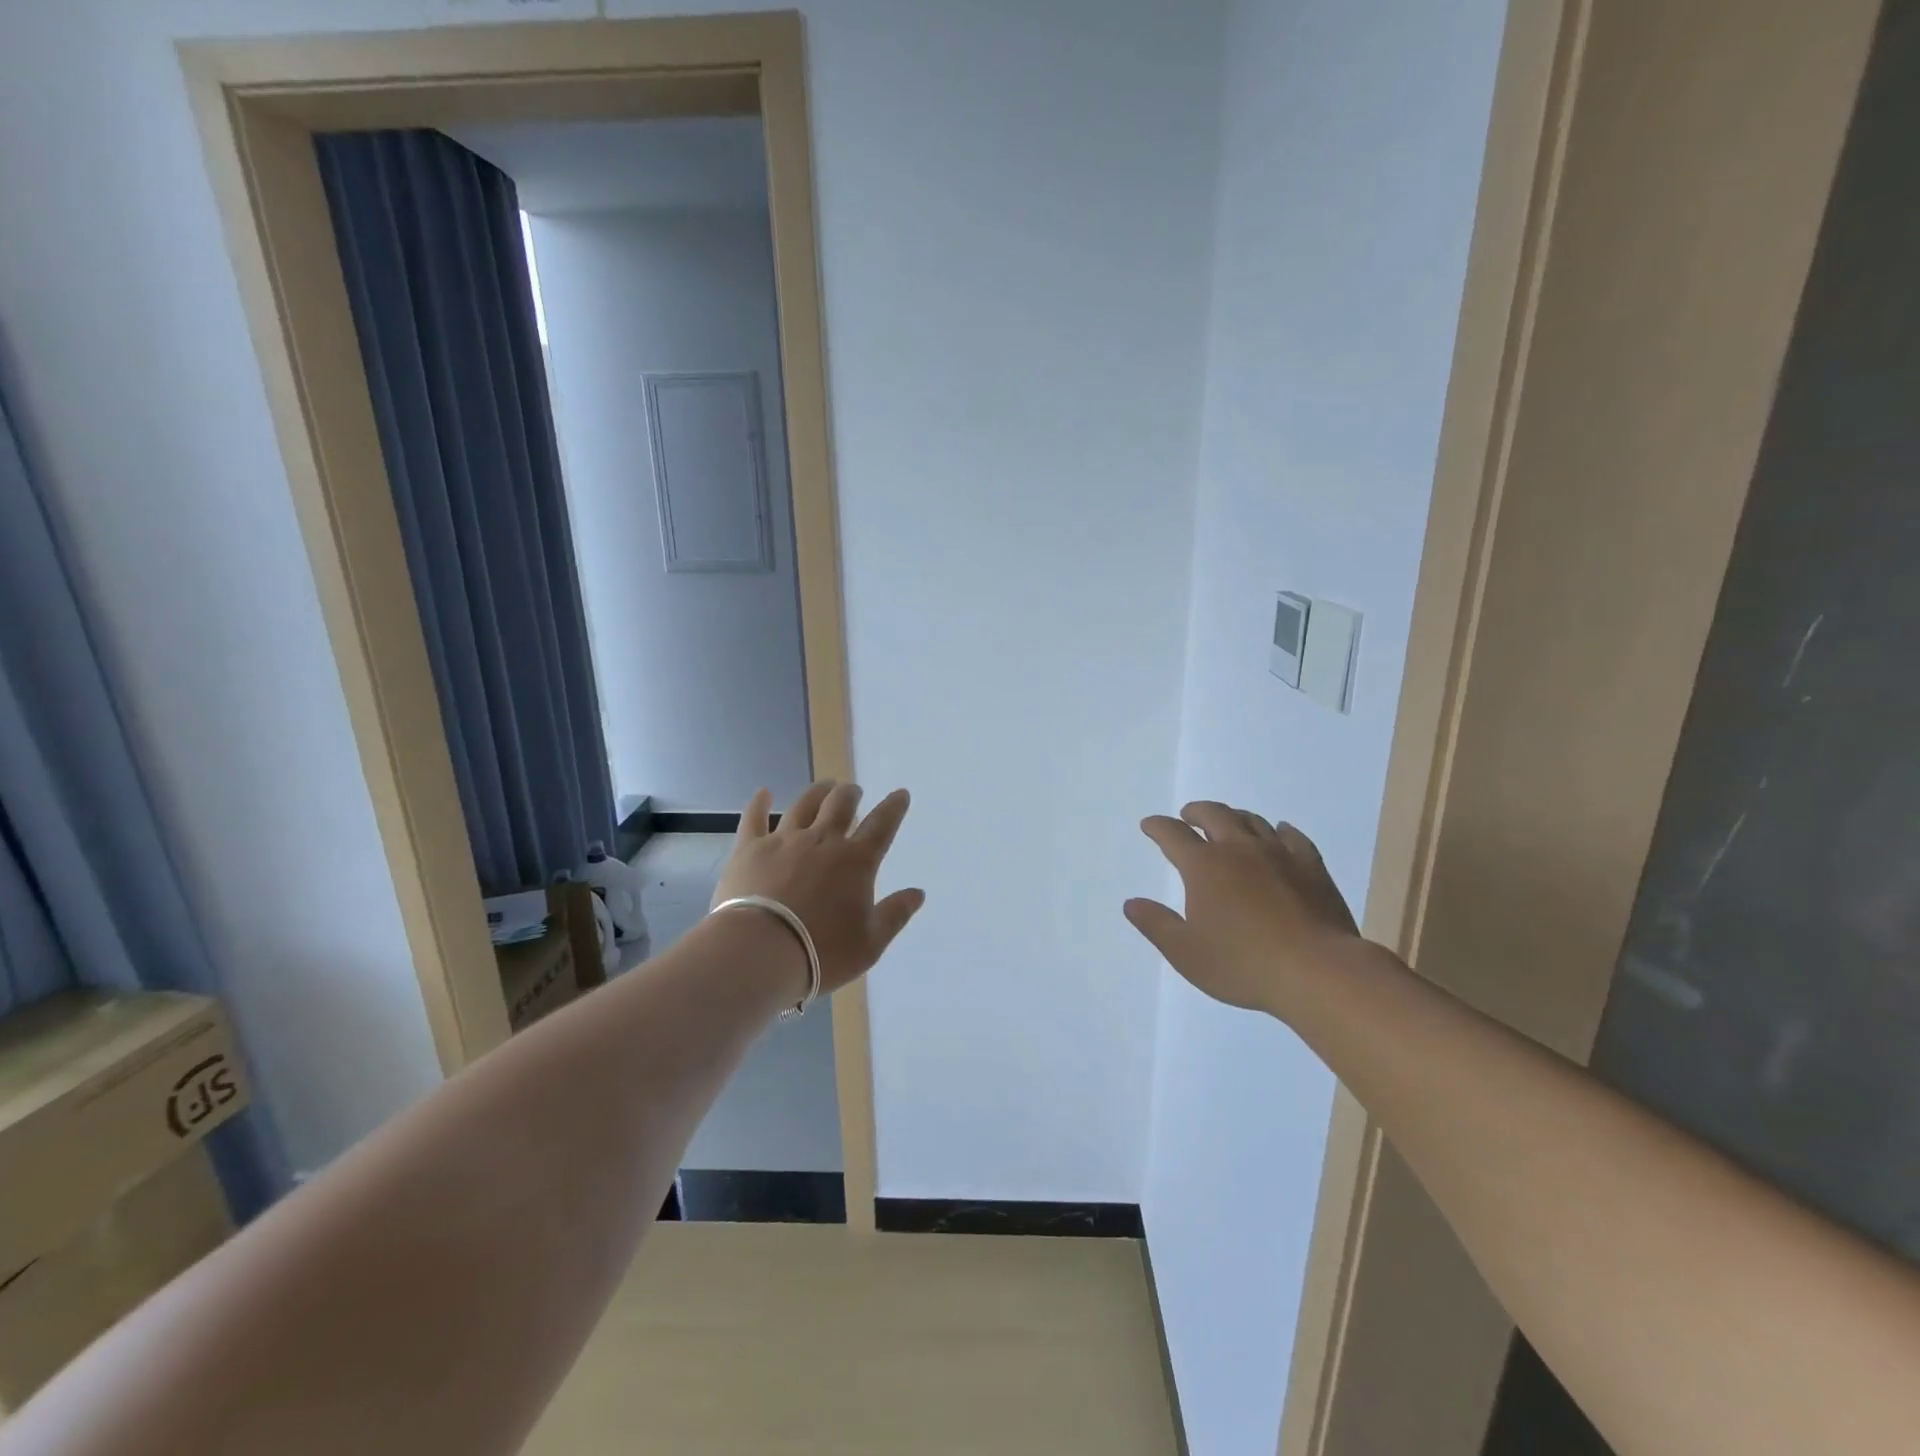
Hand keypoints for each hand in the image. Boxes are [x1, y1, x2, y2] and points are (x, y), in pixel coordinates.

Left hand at [712, 781, 925, 994]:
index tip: (900, 794)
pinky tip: (763, 793)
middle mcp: (823, 841)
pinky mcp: (749, 849)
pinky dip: (760, 803)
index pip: (882, 825)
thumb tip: (918, 892)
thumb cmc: (821, 952)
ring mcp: (784, 841)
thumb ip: (895, 914)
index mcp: (856, 861)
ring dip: (818, 792)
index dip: (893, 807)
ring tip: (825, 786)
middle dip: (851, 794)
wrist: (759, 952)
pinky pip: (755, 818)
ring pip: (804, 805)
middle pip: (840, 805)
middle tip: (854, 791)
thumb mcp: (870, 943)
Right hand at [1125, 801, 1362, 1015]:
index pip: (1173, 835)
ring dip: (1234, 817)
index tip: (1150, 825)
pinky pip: (1293, 837)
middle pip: (1214, 815)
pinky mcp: (1311, 867)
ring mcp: (1279, 854)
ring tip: (1228, 822)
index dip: (1158, 827)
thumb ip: (1156, 925)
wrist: (1318, 971)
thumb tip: (1131, 903)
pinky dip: (1279, 830)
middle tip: (1188, 815)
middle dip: (1196, 812)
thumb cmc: (1243, 964)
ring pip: (1252, 821)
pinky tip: (1279, 832)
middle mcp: (1238, 849)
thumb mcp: (1186, 953)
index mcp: (1204, 867)